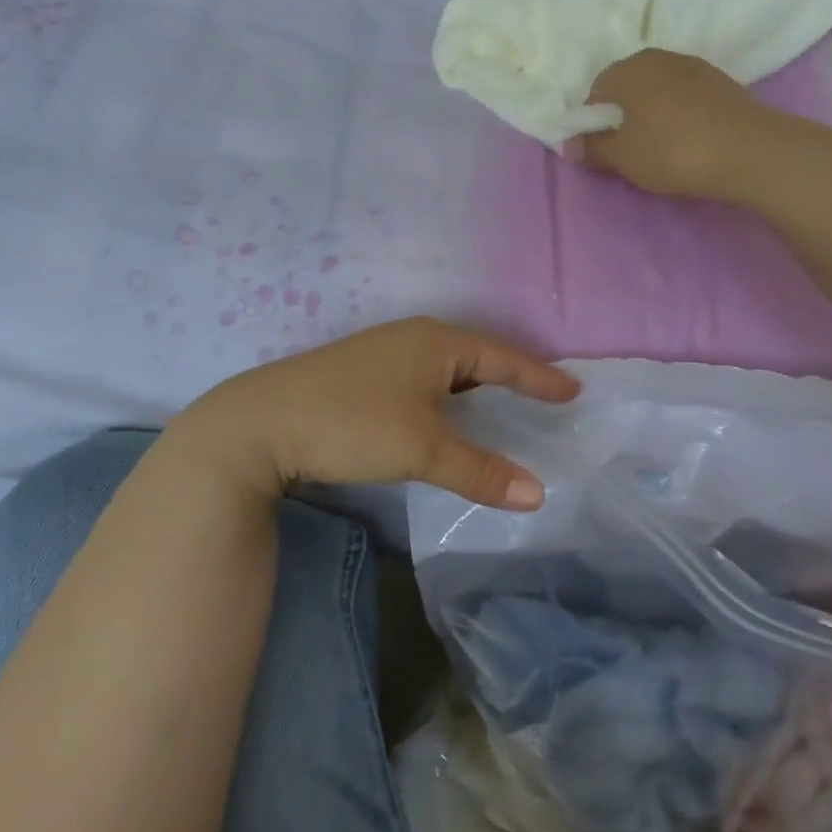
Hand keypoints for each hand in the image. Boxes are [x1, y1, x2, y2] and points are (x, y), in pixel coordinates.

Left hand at [176, 319, 579, 509]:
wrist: (259, 424)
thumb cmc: (352, 424)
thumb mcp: (422, 449)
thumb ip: (480, 471)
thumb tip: (538, 494)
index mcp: (437, 342)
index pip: (504, 357)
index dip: (539, 377)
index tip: (572, 391)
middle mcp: (412, 337)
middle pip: (476, 355)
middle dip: (511, 375)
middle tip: (542, 394)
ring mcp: (382, 352)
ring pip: (445, 366)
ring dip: (475, 385)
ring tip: (500, 402)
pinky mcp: (359, 373)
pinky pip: (421, 377)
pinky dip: (445, 394)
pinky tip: (441, 412)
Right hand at [574, 49, 772, 199]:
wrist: (748, 150)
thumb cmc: (672, 151)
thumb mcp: (623, 158)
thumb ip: (593, 149)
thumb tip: (568, 144)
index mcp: (629, 69)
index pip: (596, 90)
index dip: (594, 120)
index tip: (602, 147)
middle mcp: (659, 57)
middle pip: (629, 85)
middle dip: (624, 113)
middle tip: (629, 148)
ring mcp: (695, 66)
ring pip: (660, 89)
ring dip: (653, 112)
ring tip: (660, 145)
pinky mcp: (722, 82)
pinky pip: (686, 96)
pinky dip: (680, 113)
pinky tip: (688, 139)